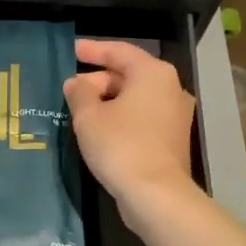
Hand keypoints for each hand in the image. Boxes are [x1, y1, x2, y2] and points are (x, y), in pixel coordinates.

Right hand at [63, 39, 196, 209]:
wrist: (156, 195)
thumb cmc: (120, 146)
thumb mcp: (88, 116)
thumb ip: (79, 92)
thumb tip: (77, 82)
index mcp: (153, 74)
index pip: (119, 51)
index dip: (92, 50)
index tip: (71, 51)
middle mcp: (170, 88)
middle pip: (128, 75)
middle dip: (98, 81)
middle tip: (70, 92)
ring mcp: (175, 115)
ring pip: (135, 98)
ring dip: (108, 102)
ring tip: (80, 112)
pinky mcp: (172, 139)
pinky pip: (142, 118)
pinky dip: (121, 118)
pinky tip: (100, 131)